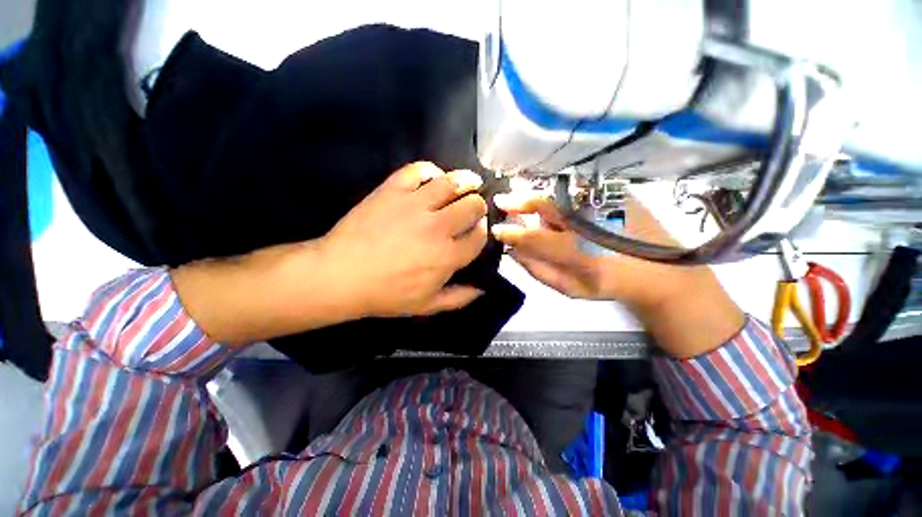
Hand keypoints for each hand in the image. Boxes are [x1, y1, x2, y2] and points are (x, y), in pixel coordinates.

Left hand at [321, 161, 487, 317]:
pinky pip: (419, 170)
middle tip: (473, 209)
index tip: (478, 229)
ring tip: (471, 183)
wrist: (340, 275)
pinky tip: (434, 178)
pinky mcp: (393, 190)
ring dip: (468, 181)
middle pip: (473, 206)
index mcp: (448, 256)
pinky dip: (431, 171)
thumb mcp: (427, 306)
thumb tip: (483, 288)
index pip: (479, 236)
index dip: (483, 231)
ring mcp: (415, 204)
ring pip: (453, 183)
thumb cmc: (386, 294)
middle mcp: (438, 227)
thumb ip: (459, 298)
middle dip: (478, 207)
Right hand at [492, 190, 744, 357]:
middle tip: (501, 201)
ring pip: (557, 195)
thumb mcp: (570, 288)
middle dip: (517, 200)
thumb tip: (514, 252)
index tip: (496, 229)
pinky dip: (557, 193)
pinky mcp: (614, 192)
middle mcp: (587, 219)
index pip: (531, 237)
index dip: (510, 232)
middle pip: (543, 203)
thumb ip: (538, 270)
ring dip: (537, 197)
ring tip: (524, 202)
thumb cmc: (610, 284)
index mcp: (576, 250)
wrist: (662, 271)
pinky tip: (557, 201)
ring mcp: (602, 202)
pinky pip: (575, 189)